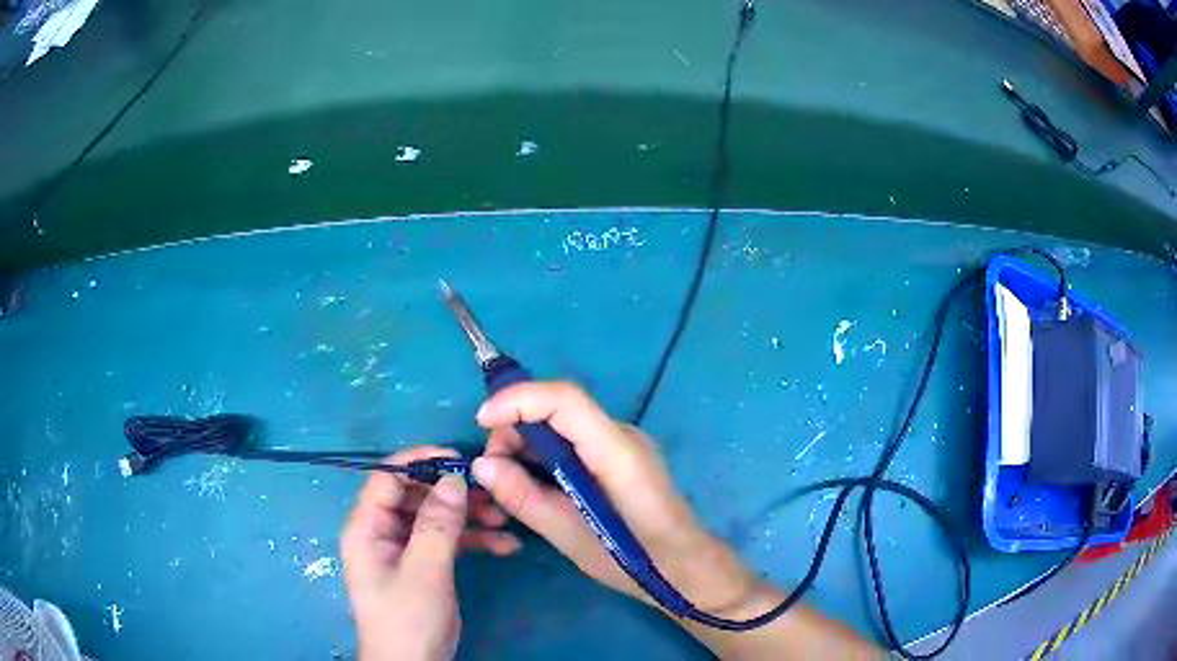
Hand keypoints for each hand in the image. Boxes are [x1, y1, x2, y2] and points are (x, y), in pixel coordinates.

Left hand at [341, 446, 520, 660]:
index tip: (461, 459)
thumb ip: (437, 525)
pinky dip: (473, 540)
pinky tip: (505, 545)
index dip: (421, 462)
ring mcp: (402, 548)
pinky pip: (446, 540)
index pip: (387, 477)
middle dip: (454, 493)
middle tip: (492, 493)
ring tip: (505, 519)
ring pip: (435, 517)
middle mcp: (381, 531)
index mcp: (367, 527)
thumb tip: (453, 478)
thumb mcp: (425, 571)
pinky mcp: (422, 564)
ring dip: (470, 516)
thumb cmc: (408, 618)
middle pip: (416, 495)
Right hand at [471, 382, 765, 615]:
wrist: (686, 568)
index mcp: (616, 452)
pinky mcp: (620, 457)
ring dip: (527, 445)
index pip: (565, 399)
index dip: (518, 399)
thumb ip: (524, 498)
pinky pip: (574, 441)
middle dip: (515, 429)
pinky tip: (535, 486)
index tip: (481, 421)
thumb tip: (481, 465)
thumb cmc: (634, 559)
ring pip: (562, 424)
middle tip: (493, 472)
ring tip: (511, 486)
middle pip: (558, 408)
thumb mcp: (570, 537)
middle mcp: (622, 435)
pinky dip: (545, 456)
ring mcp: (624, 443)